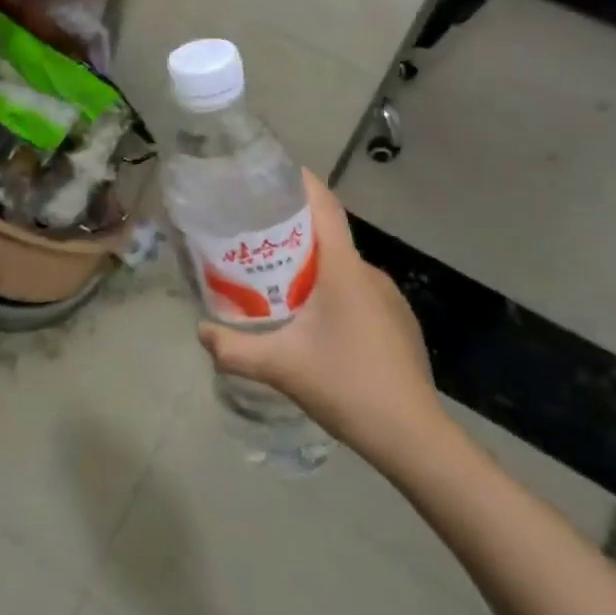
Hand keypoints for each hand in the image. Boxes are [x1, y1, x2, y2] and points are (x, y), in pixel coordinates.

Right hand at [197, 171, 446, 475]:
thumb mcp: (281, 367)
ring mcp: (388, 298)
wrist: (416, 440)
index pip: (324, 206)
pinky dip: (331, 291)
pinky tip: (314, 323)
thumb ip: (235, 349)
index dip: (300, 182)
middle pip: (327, 235)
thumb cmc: (348, 386)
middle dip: (291, 231)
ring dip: (310, 267)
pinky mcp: (397, 322)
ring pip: (341, 266)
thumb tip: (200, 331)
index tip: (270, 174)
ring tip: (275, 283)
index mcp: (344, 268)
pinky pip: (357, 290)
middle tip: (253, 240)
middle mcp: (369, 272)